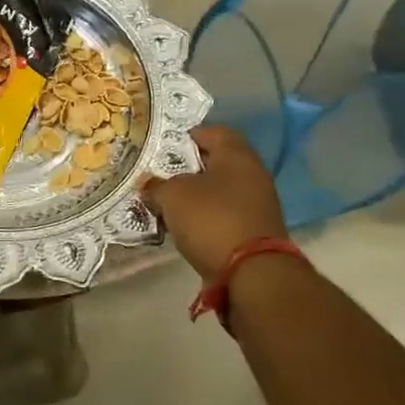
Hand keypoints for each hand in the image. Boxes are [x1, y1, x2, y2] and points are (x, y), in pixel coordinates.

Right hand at [140, 125, 288, 279]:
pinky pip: (224, 214)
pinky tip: (184, 226)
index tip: (162, 147)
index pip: (211, 131)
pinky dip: (205, 217)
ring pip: (219, 190)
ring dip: (195, 195)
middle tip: (159, 175)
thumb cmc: (211, 219)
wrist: (252, 273)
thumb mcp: (172, 196)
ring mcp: (258, 204)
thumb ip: (156, 185)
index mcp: (236, 154)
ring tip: (167, 203)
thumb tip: (147, 183)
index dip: (185, 136)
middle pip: (215, 162)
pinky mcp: (256, 231)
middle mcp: (252, 173)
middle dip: (187, 168)